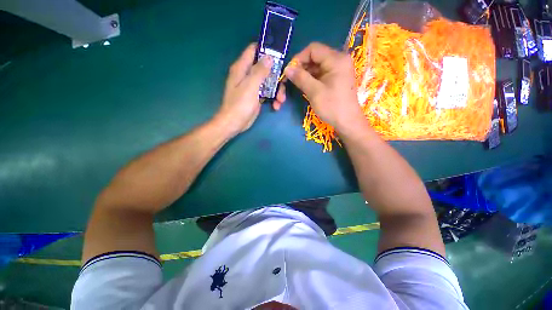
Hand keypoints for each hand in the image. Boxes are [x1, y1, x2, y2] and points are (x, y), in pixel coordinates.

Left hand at [214, 43, 286, 135]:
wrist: (235, 123)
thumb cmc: (240, 104)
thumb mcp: (250, 86)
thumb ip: (260, 71)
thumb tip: (269, 57)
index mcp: (242, 68)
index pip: (253, 50)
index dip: (266, 49)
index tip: (280, 54)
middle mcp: (247, 75)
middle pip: (265, 68)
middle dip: (276, 75)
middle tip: (284, 83)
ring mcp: (253, 87)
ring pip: (269, 82)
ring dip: (277, 90)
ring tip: (281, 100)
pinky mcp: (257, 97)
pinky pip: (268, 93)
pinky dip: (273, 98)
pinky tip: (276, 106)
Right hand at [284, 43, 363, 131]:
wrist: (347, 122)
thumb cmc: (332, 106)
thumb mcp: (314, 92)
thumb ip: (300, 78)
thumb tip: (287, 68)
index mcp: (336, 59)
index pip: (313, 49)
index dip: (298, 58)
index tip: (289, 72)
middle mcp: (338, 60)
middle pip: (314, 58)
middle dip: (300, 68)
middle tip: (289, 81)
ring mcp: (337, 70)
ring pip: (316, 67)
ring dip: (304, 75)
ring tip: (294, 86)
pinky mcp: (335, 79)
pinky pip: (320, 75)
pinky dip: (310, 80)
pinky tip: (304, 87)